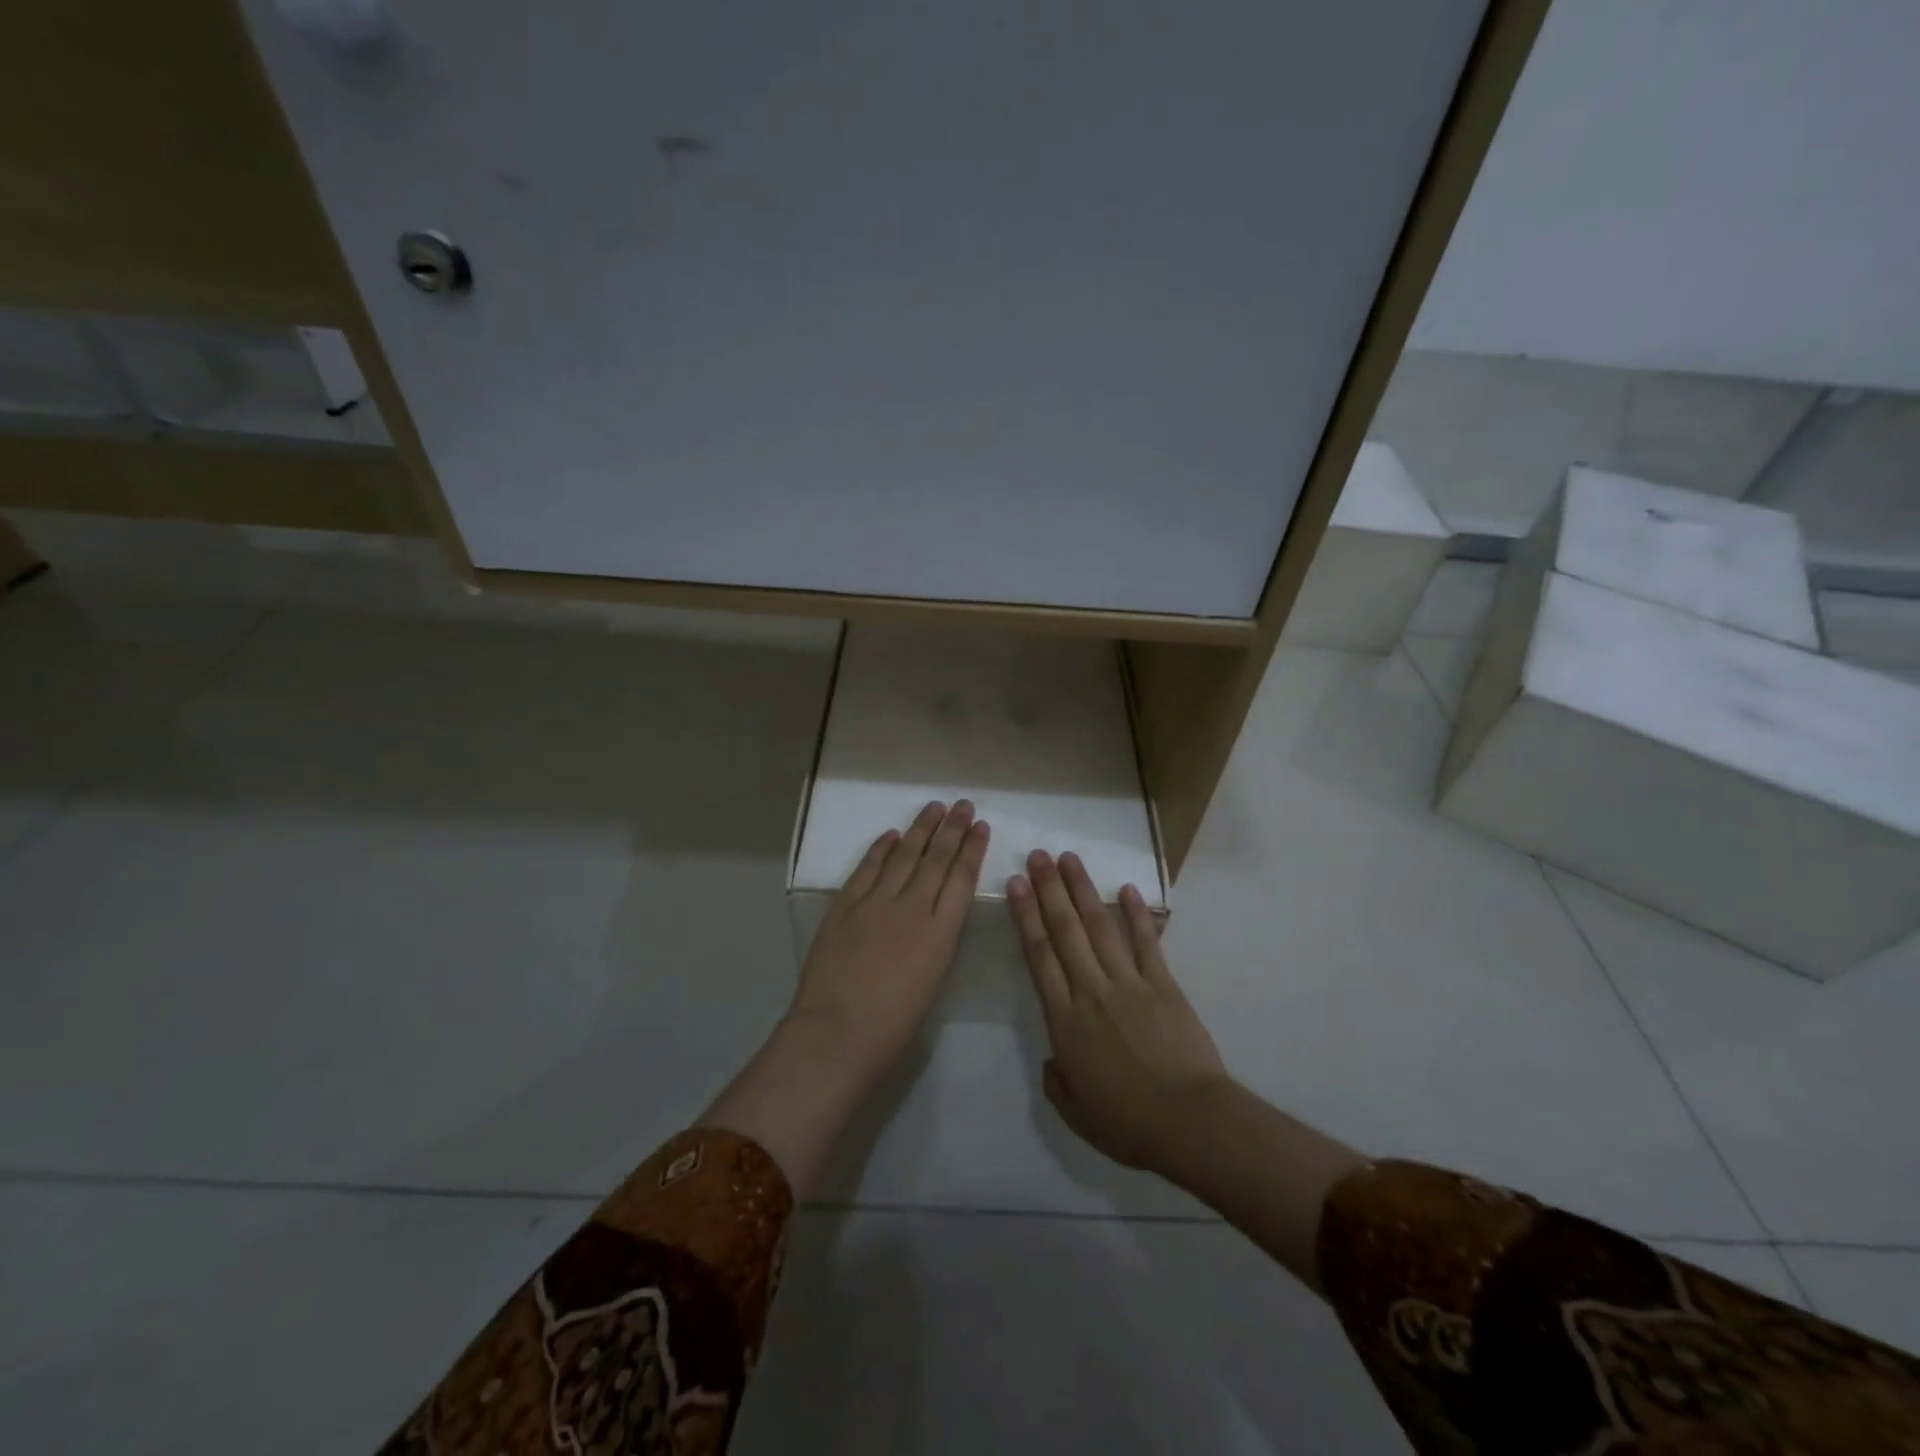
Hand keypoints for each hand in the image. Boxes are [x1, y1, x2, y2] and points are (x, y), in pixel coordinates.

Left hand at [788, 800, 989, 1082]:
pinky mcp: (844, 905)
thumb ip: (936, 941)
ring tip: (934, 808)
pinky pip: (867, 868)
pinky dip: (881, 849)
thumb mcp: (932, 979)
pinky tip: (891, 835)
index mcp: (941, 933)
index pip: (962, 878)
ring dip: (920, 829)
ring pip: (903, 855)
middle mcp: (912, 907)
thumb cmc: (892, 1025)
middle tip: (963, 804)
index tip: (980, 826)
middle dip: (952, 829)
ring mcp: (876, 902)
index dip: (972, 849)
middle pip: (936, 858)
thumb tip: (933, 915)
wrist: (837, 1032)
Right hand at [1008, 849, 1229, 1172]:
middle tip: (1038, 856)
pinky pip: (1145, 942)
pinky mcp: (1163, 984)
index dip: (1025, 916)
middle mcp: (1091, 991)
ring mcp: (1129, 983)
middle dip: (1049, 889)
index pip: (1038, 956)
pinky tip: (1126, 888)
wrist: (1190, 1122)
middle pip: (1065, 930)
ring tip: (1069, 859)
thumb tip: (1054, 1059)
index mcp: (1064, 1021)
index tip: (1015, 885)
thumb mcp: (1077, 1114)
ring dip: (1083, 890)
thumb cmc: (1129, 1123)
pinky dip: (1135, 914)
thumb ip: (1057, 1082)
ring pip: (1099, 926)